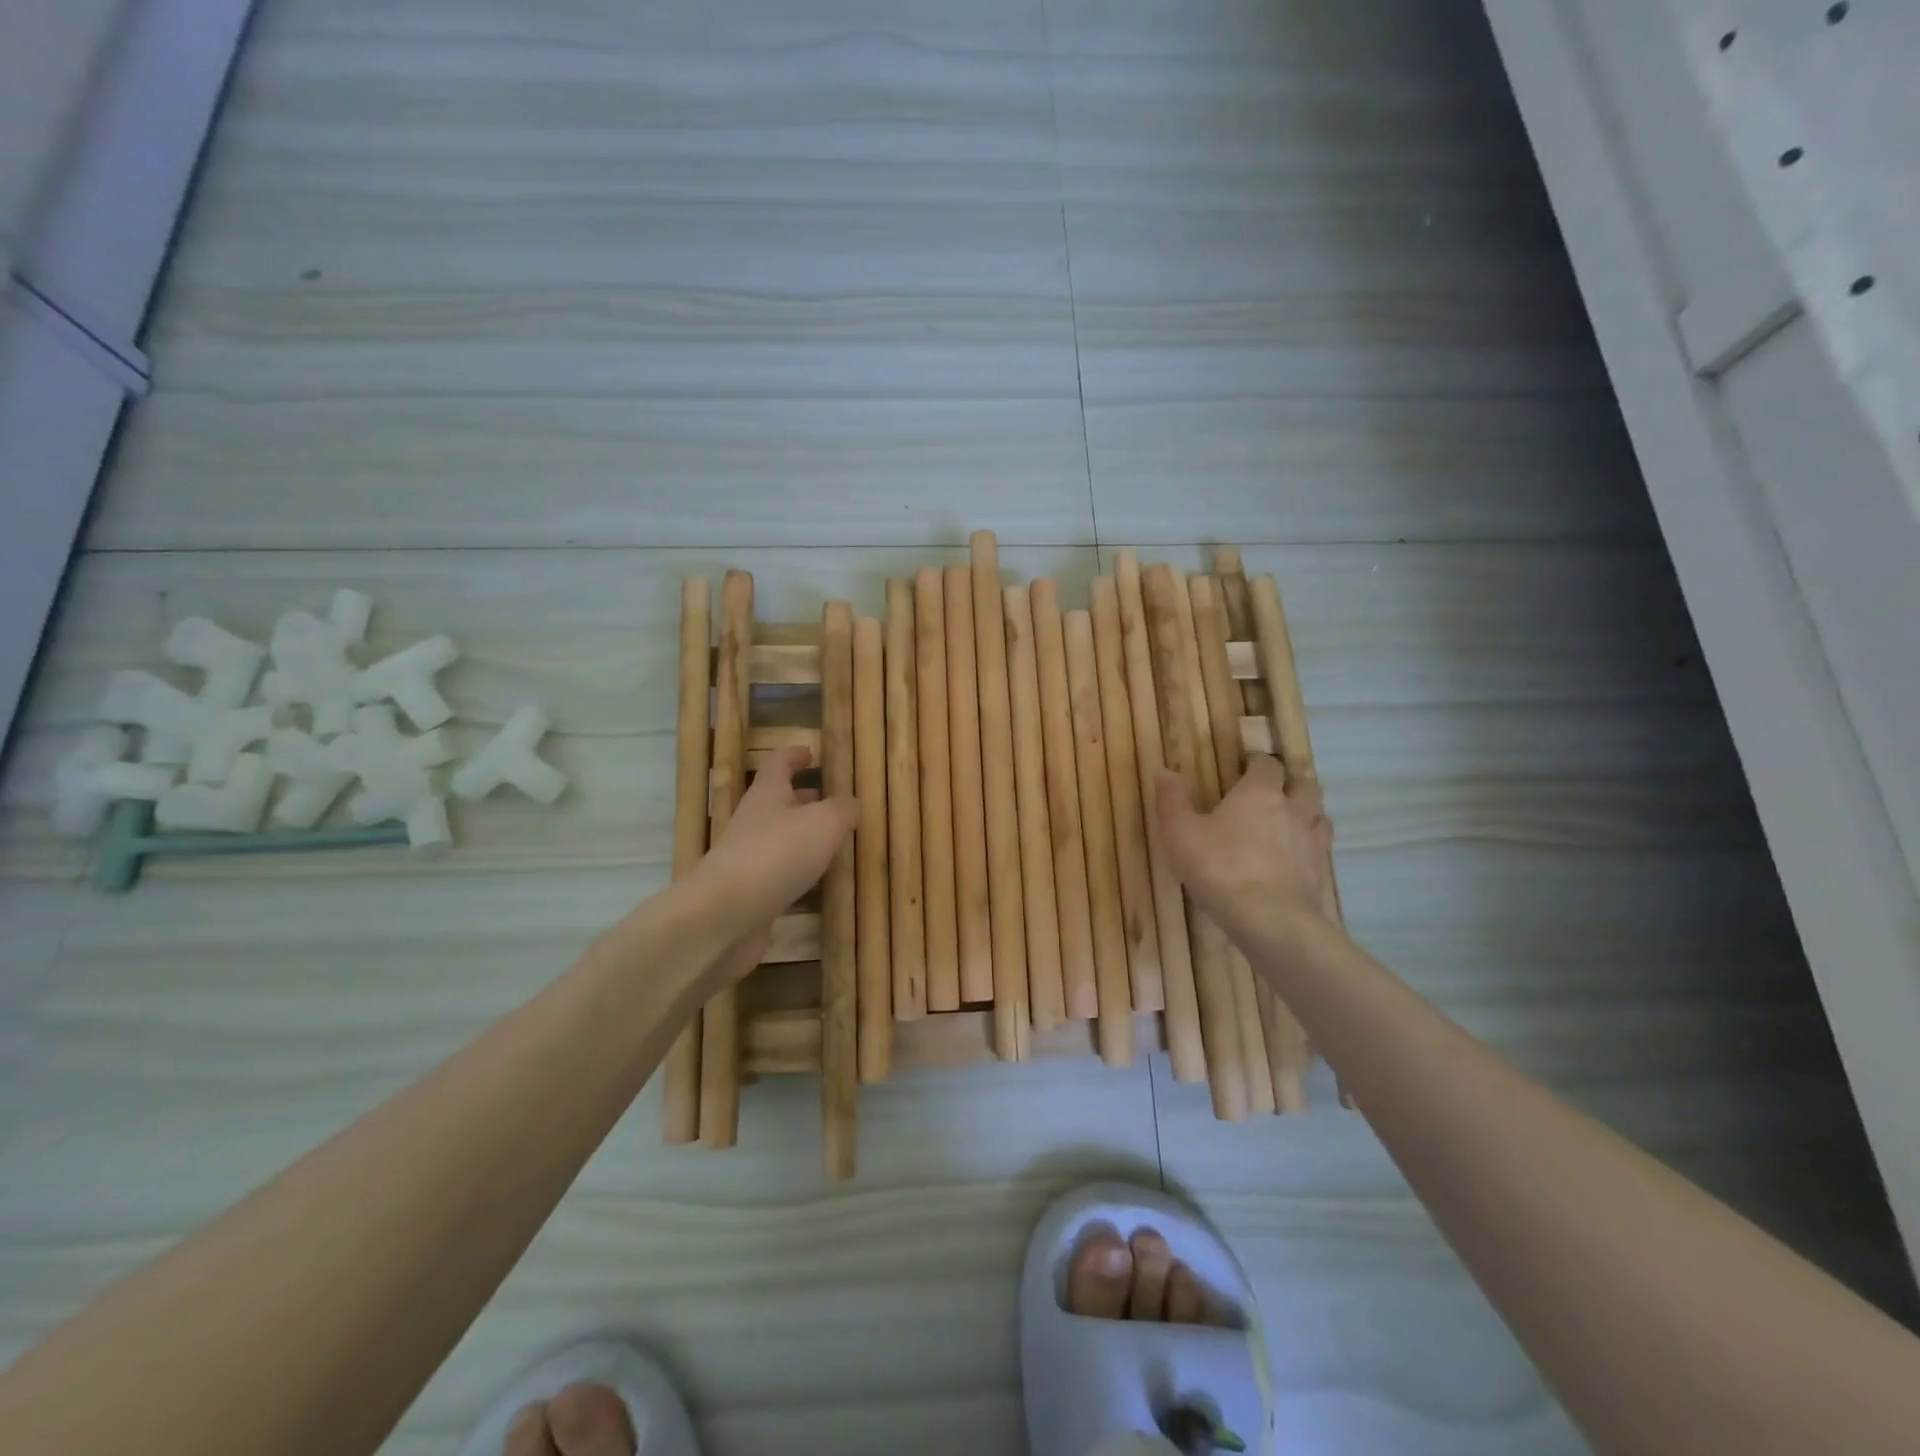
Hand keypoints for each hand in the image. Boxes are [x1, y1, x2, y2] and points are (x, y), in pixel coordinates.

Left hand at [686, 747, 855, 979]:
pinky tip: (818, 884)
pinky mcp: (749, 893)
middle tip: (830, 801)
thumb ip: (842, 810)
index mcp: (767, 794)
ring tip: (833, 843)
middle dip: (803, 799)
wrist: (726, 914)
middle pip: (778, 802)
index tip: (811, 753)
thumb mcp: (825, 822)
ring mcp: (748, 858)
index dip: (794, 756)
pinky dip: (798, 874)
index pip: (779, 764)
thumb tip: (850, 803)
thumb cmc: (778, 853)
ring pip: (780, 839)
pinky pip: (778, 875)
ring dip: (803, 838)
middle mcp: (754, 821)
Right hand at [1153, 755, 1332, 929]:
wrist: (1268, 919)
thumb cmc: (1218, 868)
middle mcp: (1292, 810)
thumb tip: (1165, 771)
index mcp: (1259, 793)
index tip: (1246, 767)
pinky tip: (1294, 861)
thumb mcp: (1180, 833)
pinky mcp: (1320, 874)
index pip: (1268, 764)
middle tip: (1273, 792)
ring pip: (1320, 816)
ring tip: (1289, 824)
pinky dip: (1310, 849)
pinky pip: (1320, 851)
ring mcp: (1311, 843)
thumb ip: (1172, 800)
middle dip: (1292, 784)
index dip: (1258, 762)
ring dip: (1307, 814)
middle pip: (1305, 785)